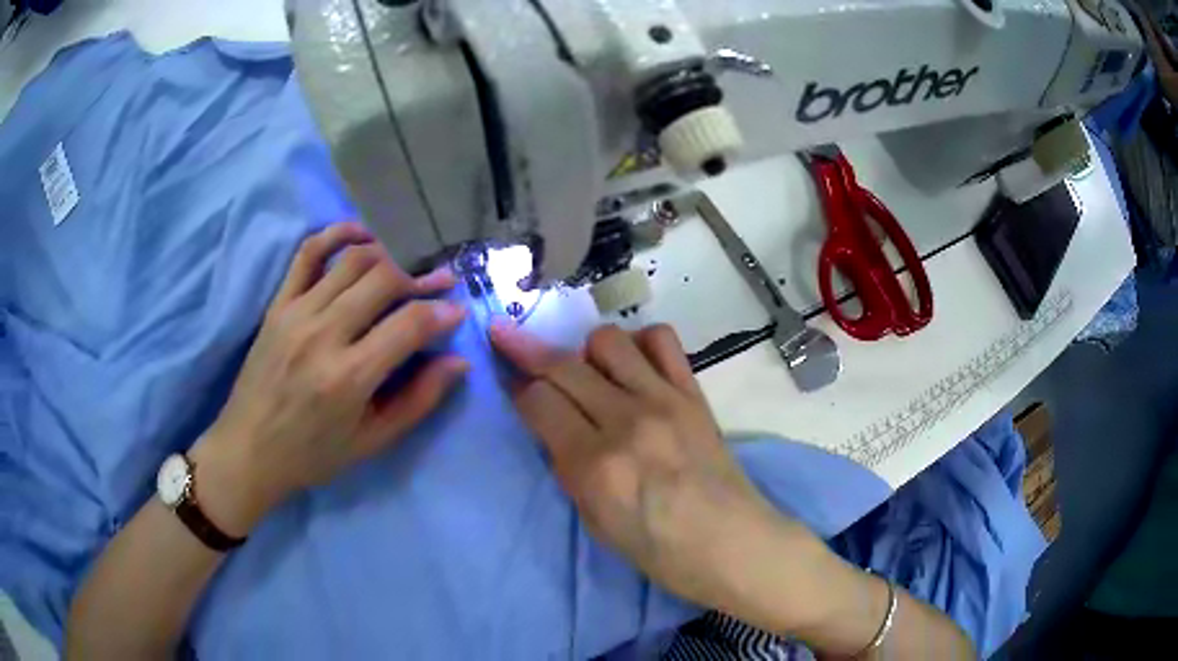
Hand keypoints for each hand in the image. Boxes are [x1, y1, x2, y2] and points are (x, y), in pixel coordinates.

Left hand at [194, 223, 468, 535]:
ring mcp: (296, 312)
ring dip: (388, 256)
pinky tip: (362, 236)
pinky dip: (338, 234)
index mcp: (349, 377)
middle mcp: (323, 334)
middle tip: (438, 285)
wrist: (248, 450)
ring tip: (405, 268)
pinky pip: (309, 253)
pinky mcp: (278, 304)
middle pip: (384, 280)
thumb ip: (418, 401)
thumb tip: (458, 362)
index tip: (457, 311)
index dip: (442, 313)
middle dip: (420, 278)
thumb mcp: (371, 442)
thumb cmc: (312, 454)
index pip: (409, 325)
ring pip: (353, 260)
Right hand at [490, 321, 820, 609]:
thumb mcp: (594, 521)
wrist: (730, 542)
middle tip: (507, 339)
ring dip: (584, 350)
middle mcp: (625, 421)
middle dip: (523, 348)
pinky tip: (634, 364)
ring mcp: (663, 399)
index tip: (509, 385)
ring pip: (606, 340)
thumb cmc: (658, 549)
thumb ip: (568, 467)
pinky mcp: (693, 392)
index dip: (515, 390)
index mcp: (594, 464)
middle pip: (561, 364)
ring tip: (587, 371)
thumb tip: (551, 424)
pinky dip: (639, 343)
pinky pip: (662, 340)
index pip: (537, 401)